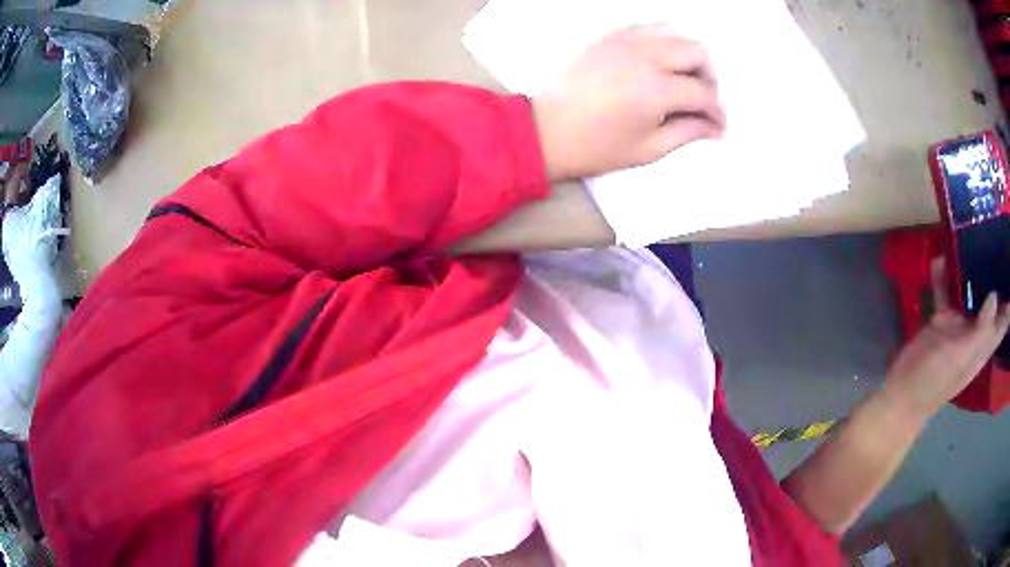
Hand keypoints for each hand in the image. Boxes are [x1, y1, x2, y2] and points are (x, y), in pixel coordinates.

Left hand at [532, 24, 725, 180]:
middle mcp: (644, 55)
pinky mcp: (606, 36)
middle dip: (709, 76)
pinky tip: (657, 63)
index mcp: (655, 89)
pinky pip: (645, 27)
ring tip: (683, 77)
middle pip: (696, 50)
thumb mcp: (649, 149)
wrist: (546, 130)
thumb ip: (688, 132)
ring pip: (672, 30)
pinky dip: (661, 41)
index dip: (717, 111)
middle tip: (703, 98)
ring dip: (687, 53)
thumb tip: (715, 127)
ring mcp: (623, 40)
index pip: (702, 93)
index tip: (718, 125)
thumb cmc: (597, 147)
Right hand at [880, 258, 1009, 421]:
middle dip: (992, 276)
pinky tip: (939, 260)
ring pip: (968, 292)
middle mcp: (974, 332)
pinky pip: (945, 292)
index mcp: (983, 345)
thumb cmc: (937, 379)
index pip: (1002, 323)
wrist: (904, 390)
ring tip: (968, 240)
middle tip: (993, 242)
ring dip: (968, 270)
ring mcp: (957, 324)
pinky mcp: (941, 319)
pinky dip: (943, 276)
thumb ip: (982, 329)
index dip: (1008, 303)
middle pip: (988, 302)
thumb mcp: (963, 356)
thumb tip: (995, 295)